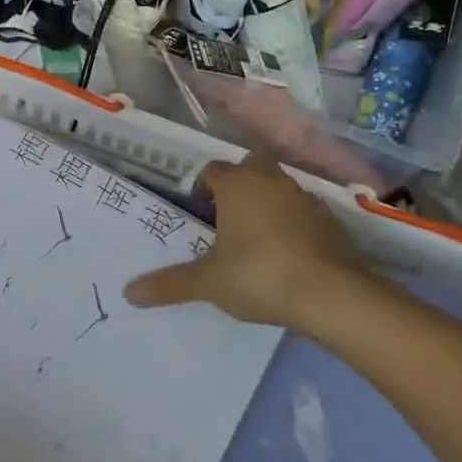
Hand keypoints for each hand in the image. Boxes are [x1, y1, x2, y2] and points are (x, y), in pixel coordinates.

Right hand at [125, 157, 387, 329]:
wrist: (332, 294)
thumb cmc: (260, 275)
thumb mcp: (209, 282)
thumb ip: (170, 284)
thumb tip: (129, 292)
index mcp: (238, 184)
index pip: (212, 170)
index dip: (202, 188)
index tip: (198, 213)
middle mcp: (271, 180)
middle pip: (249, 167)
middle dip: (238, 184)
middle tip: (227, 218)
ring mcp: (305, 197)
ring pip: (278, 187)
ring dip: (266, 202)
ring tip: (255, 238)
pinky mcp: (331, 219)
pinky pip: (302, 211)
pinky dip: (293, 223)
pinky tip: (288, 253)